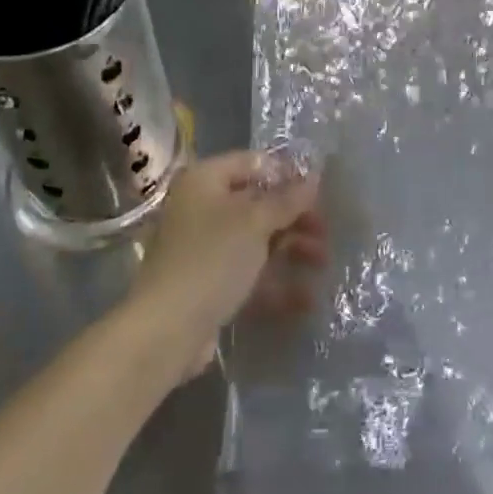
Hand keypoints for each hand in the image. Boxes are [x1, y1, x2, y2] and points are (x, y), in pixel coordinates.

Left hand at [127, 150, 327, 385]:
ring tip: (323, 264)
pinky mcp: (209, 284)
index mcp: (205, 180)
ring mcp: (204, 248)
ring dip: (291, 250)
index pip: (253, 163)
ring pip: (256, 241)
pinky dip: (276, 283)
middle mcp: (201, 208)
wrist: (166, 330)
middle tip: (325, 232)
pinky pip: (248, 274)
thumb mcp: (255, 222)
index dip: (287, 173)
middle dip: (295, 218)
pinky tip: (306, 299)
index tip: (320, 190)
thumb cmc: (212, 259)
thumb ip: (288, 199)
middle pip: (257, 204)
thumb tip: (314, 177)